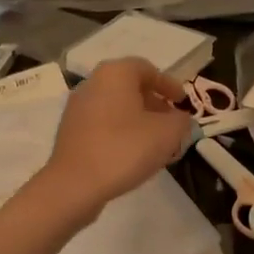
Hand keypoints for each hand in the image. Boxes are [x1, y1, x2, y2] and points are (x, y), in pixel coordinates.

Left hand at [32, 58, 192, 219]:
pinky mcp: (70, 132)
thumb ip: (181, 121)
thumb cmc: (125, 149)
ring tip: (156, 141)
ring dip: (138, 119)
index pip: (147, 69)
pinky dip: (121, 131)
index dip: (169, 84)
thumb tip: (180, 119)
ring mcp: (77, 108)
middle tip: (171, 122)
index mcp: (115, 74)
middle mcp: (92, 83)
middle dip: (154, 103)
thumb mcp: (167, 133)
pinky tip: (133, 153)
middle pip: (130, 87)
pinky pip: (103, 123)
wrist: (75, 184)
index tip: (183, 102)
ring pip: (116, 106)